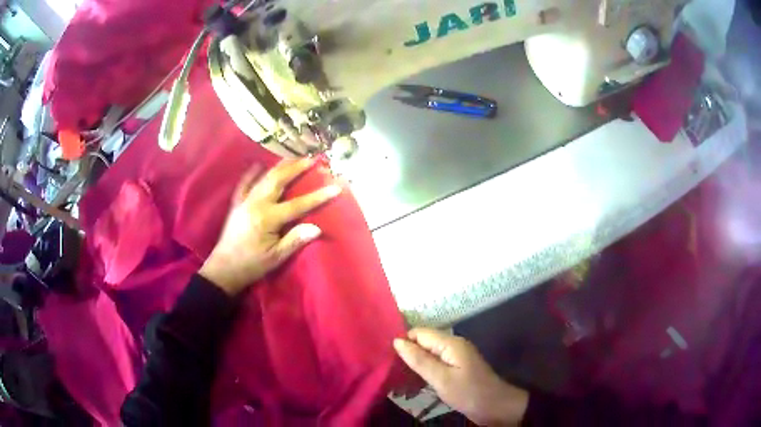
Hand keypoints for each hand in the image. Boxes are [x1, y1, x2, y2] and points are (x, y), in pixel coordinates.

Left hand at [199, 158, 340, 294]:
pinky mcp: (236, 203)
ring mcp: (245, 201)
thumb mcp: (276, 258)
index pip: (298, 205)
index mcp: (268, 219)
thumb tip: (317, 228)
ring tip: (293, 157)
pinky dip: (252, 174)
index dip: (318, 197)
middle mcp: (256, 204)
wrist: (224, 269)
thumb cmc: (252, 265)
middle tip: (311, 158)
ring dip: (279, 166)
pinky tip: (258, 165)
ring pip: (264, 178)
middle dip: (296, 168)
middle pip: (279, 181)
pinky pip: (244, 184)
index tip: (335, 187)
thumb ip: (295, 240)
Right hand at [394, 328, 528, 425]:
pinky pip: (434, 366)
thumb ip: (419, 360)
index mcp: (450, 343)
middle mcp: (452, 346)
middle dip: (406, 356)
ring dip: (413, 367)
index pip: (419, 333)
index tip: (386, 359)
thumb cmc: (468, 392)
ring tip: (396, 382)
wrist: (495, 407)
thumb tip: (397, 341)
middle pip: (422, 343)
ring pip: (427, 356)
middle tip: (389, 373)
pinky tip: (412, 386)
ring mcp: (455, 358)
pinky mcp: (456, 369)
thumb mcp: (441, 378)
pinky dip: (423, 374)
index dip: (403, 343)